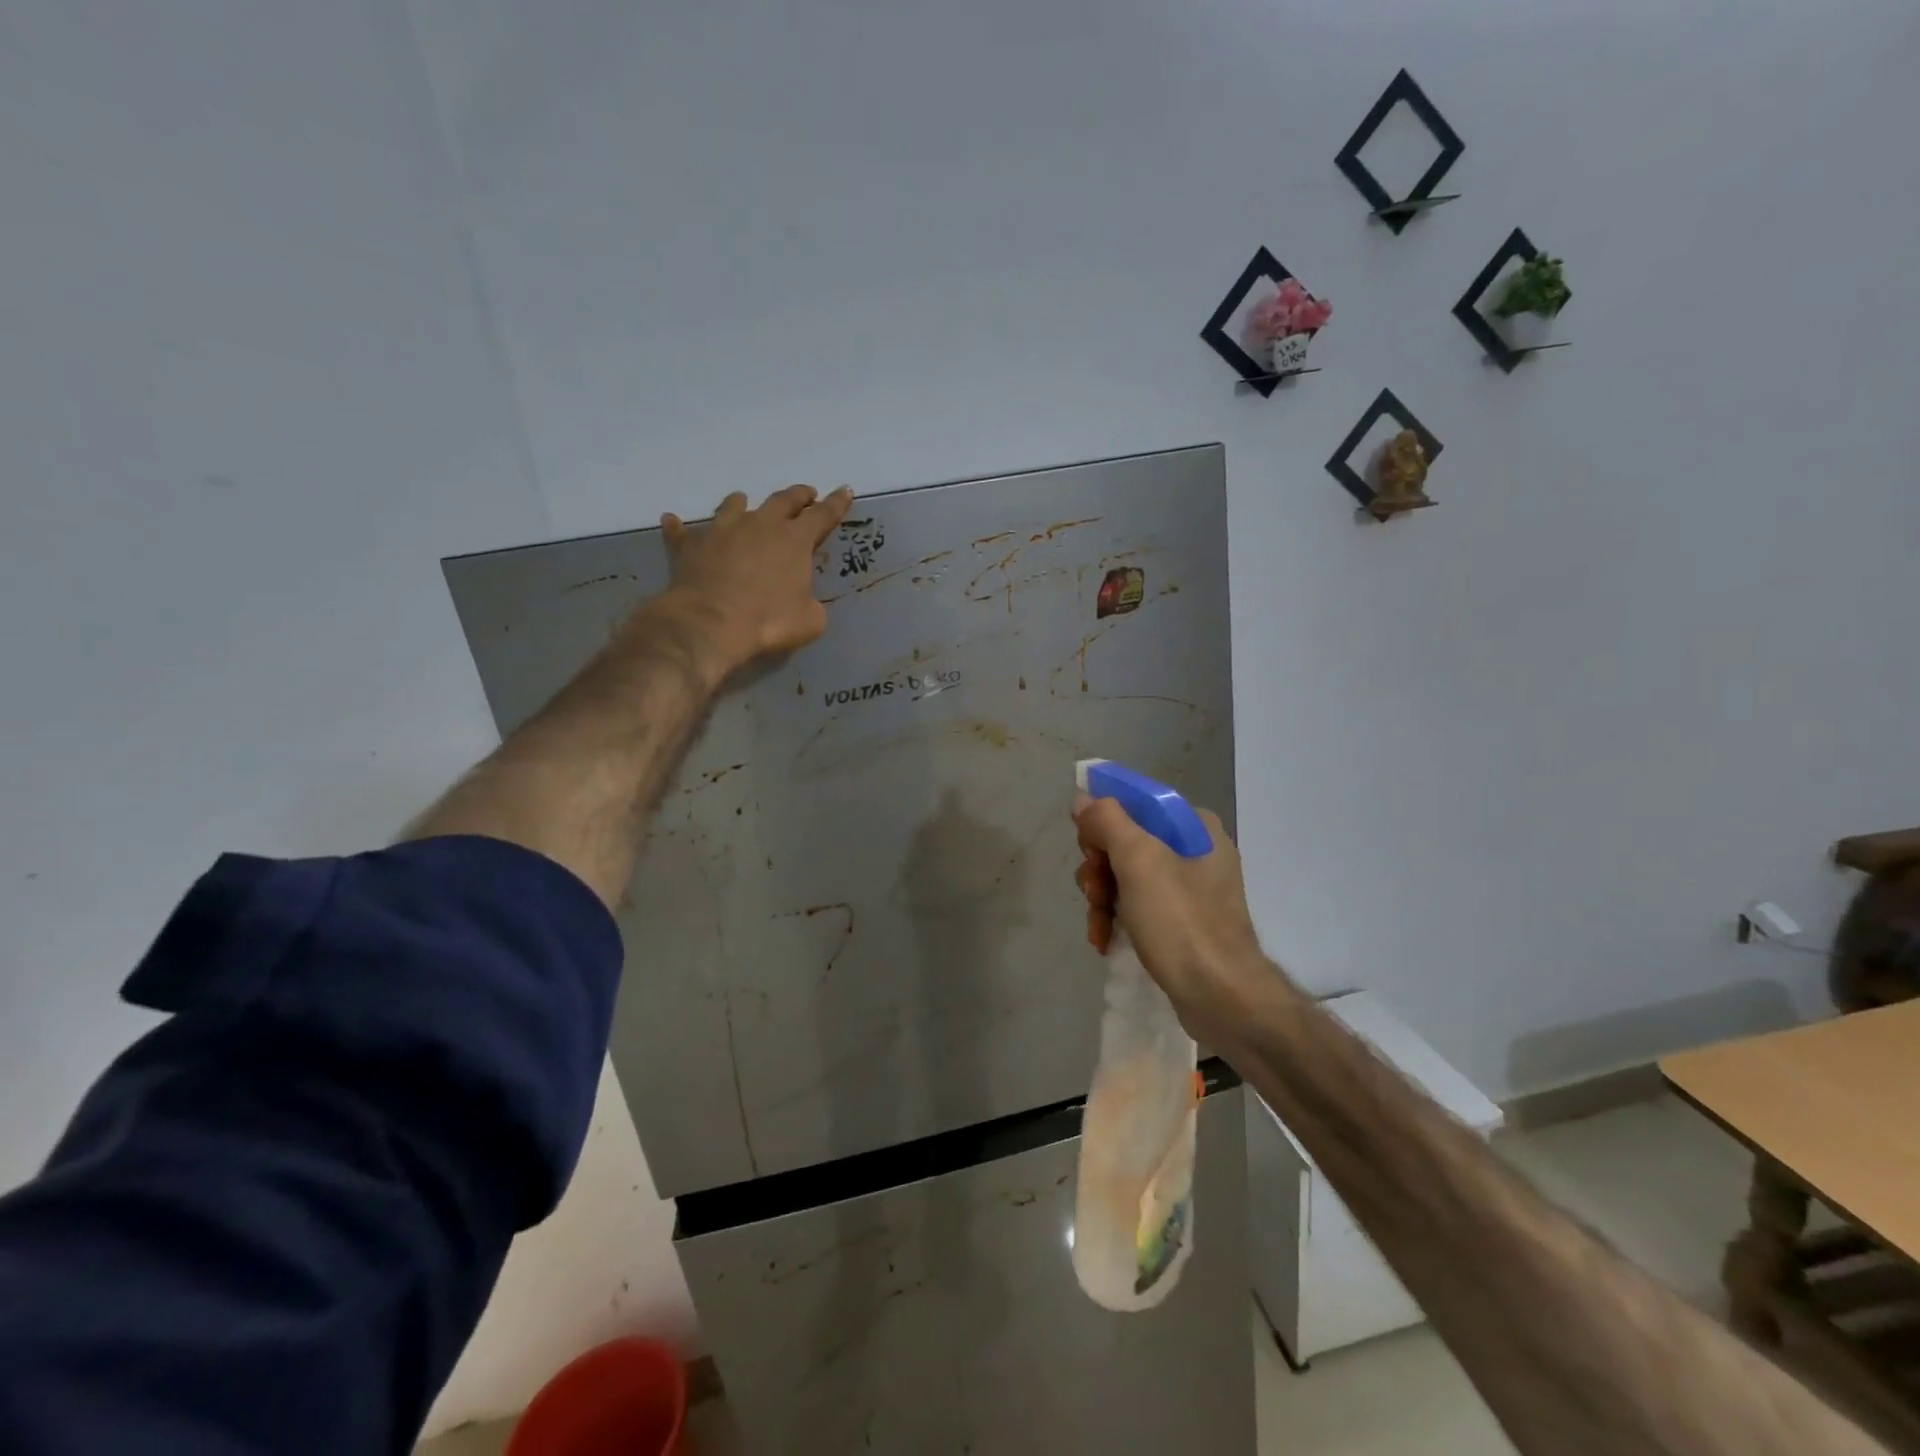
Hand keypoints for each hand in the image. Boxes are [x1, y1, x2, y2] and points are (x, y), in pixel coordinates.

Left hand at [655, 484, 853, 676]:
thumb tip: (806, 602)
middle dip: (798, 496)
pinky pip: (682, 532)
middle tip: (806, 494)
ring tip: (742, 500)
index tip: (845, 491)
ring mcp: (722, 531)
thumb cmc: (768, 621)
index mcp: (794, 540)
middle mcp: (760, 525)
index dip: (836, 504)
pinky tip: (672, 521)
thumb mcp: (810, 621)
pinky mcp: (691, 546)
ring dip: (741, 503)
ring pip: (733, 506)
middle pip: (782, 500)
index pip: (822, 515)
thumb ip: (812, 605)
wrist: (711, 623)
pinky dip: (679, 528)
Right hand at [1073, 795, 1269, 1042]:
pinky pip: (1137, 905)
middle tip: (1096, 893)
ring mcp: (1189, 889)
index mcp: (1194, 826)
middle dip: (1100, 868)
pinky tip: (1104, 940)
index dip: (1103, 823)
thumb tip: (1084, 799)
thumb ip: (1107, 820)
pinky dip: (1116, 918)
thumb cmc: (1181, 921)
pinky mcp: (1182, 922)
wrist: (1221, 997)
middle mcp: (1195, 850)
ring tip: (1098, 926)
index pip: (1135, 803)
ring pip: (1125, 875)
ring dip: (1102, 898)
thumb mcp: (1139, 860)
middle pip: (1125, 841)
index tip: (1090, 851)